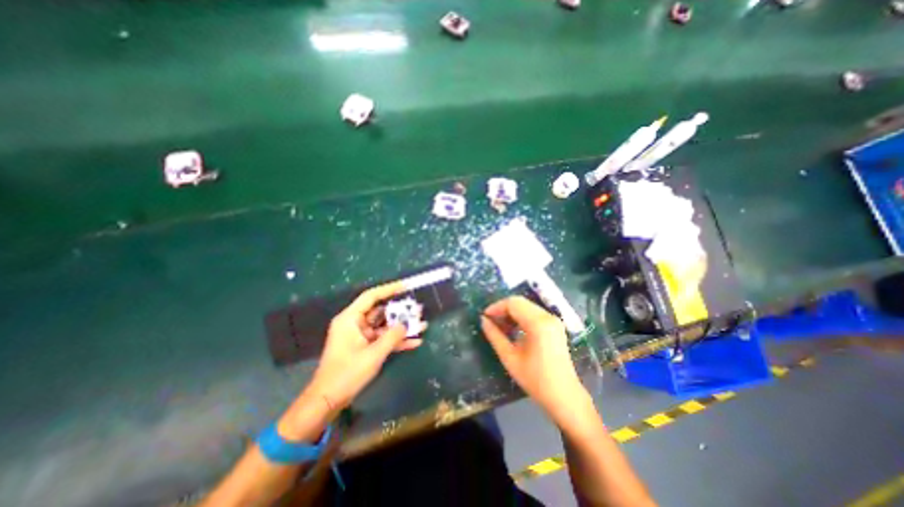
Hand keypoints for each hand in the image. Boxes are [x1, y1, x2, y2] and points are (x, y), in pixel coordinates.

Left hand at [306, 280, 421, 410]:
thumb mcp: (373, 354)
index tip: (406, 286)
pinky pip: (383, 339)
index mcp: (350, 319)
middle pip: (381, 311)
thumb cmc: (347, 374)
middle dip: (401, 312)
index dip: (389, 289)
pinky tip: (414, 342)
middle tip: (418, 310)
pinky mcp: (365, 347)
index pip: (371, 296)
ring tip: (421, 325)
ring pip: (385, 326)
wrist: (328, 400)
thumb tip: (406, 325)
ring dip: (401, 327)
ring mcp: (361, 336)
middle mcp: (355, 324)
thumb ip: (392, 337)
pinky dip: (396, 340)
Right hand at [483, 298, 590, 418]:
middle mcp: (547, 316)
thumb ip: (494, 336)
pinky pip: (534, 313)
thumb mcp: (509, 358)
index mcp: (538, 323)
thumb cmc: (535, 380)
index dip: (496, 307)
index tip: (485, 317)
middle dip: (503, 309)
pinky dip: (521, 317)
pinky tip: (513, 330)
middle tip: (491, 322)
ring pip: (526, 306)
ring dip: (512, 313)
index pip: (513, 303)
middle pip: (520, 302)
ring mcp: (553, 320)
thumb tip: (483, 321)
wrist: (564, 397)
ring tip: (500, 327)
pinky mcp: (555, 326)